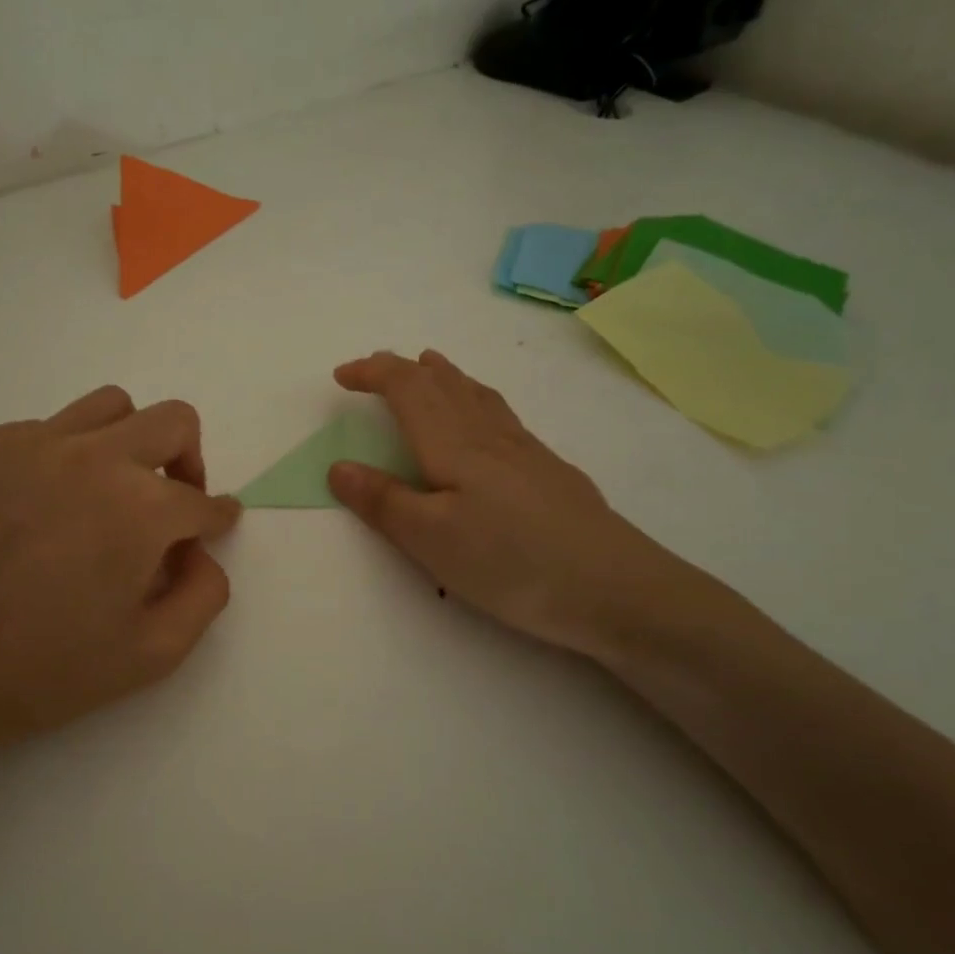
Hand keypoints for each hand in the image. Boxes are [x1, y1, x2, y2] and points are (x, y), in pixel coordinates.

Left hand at [0, 386, 240, 774]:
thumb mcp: (151, 655)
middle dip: (188, 460)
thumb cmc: (41, 672)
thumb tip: (198, 552)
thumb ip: (203, 595)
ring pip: (107, 407)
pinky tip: (31, 512)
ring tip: (104, 493)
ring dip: (126, 443)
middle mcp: (92, 456)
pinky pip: (39, 432)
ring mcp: (28, 442)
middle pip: (172, 421)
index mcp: (141, 507)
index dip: (214, 518)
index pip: (202, 498)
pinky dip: (57, 460)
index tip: (210, 527)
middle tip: (170, 501)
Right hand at [327, 350, 680, 658]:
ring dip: (444, 375)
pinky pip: (500, 414)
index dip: (373, 373)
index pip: (407, 389)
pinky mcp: (549, 471)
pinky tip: (484, 420)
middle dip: (403, 369)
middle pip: (443, 383)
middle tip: (374, 368)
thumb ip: (383, 501)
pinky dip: (475, 398)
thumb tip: (338, 466)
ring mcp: (525, 450)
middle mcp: (489, 435)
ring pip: (477, 395)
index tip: (341, 375)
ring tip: (428, 365)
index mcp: (454, 445)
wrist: (615, 588)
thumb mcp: (432, 541)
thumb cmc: (512, 563)